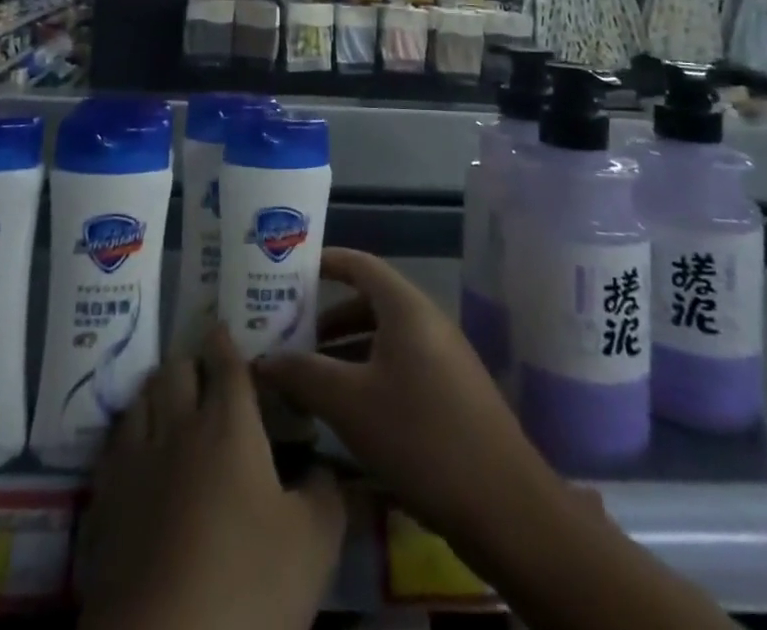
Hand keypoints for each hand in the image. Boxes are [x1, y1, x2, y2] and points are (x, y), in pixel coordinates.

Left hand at [79, 324, 345, 629]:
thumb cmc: (247, 585)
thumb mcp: (313, 545)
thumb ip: (327, 495)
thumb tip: (325, 468)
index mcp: (229, 424)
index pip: (226, 362)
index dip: (225, 341)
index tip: (225, 329)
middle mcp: (178, 426)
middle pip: (176, 369)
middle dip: (190, 362)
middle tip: (203, 373)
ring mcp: (135, 460)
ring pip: (140, 399)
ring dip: (156, 391)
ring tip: (167, 401)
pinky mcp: (104, 499)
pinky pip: (113, 445)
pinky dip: (127, 435)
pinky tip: (135, 451)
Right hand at [254, 248, 559, 547]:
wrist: (505, 505)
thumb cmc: (420, 436)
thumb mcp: (349, 403)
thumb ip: (302, 374)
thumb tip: (262, 359)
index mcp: (405, 306)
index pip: (358, 263)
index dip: (323, 262)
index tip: (286, 273)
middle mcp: (426, 320)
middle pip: (368, 300)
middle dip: (326, 315)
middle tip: (287, 331)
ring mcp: (443, 356)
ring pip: (383, 337)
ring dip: (345, 348)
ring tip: (307, 373)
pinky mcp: (451, 392)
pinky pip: (400, 364)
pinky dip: (368, 371)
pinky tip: (346, 408)